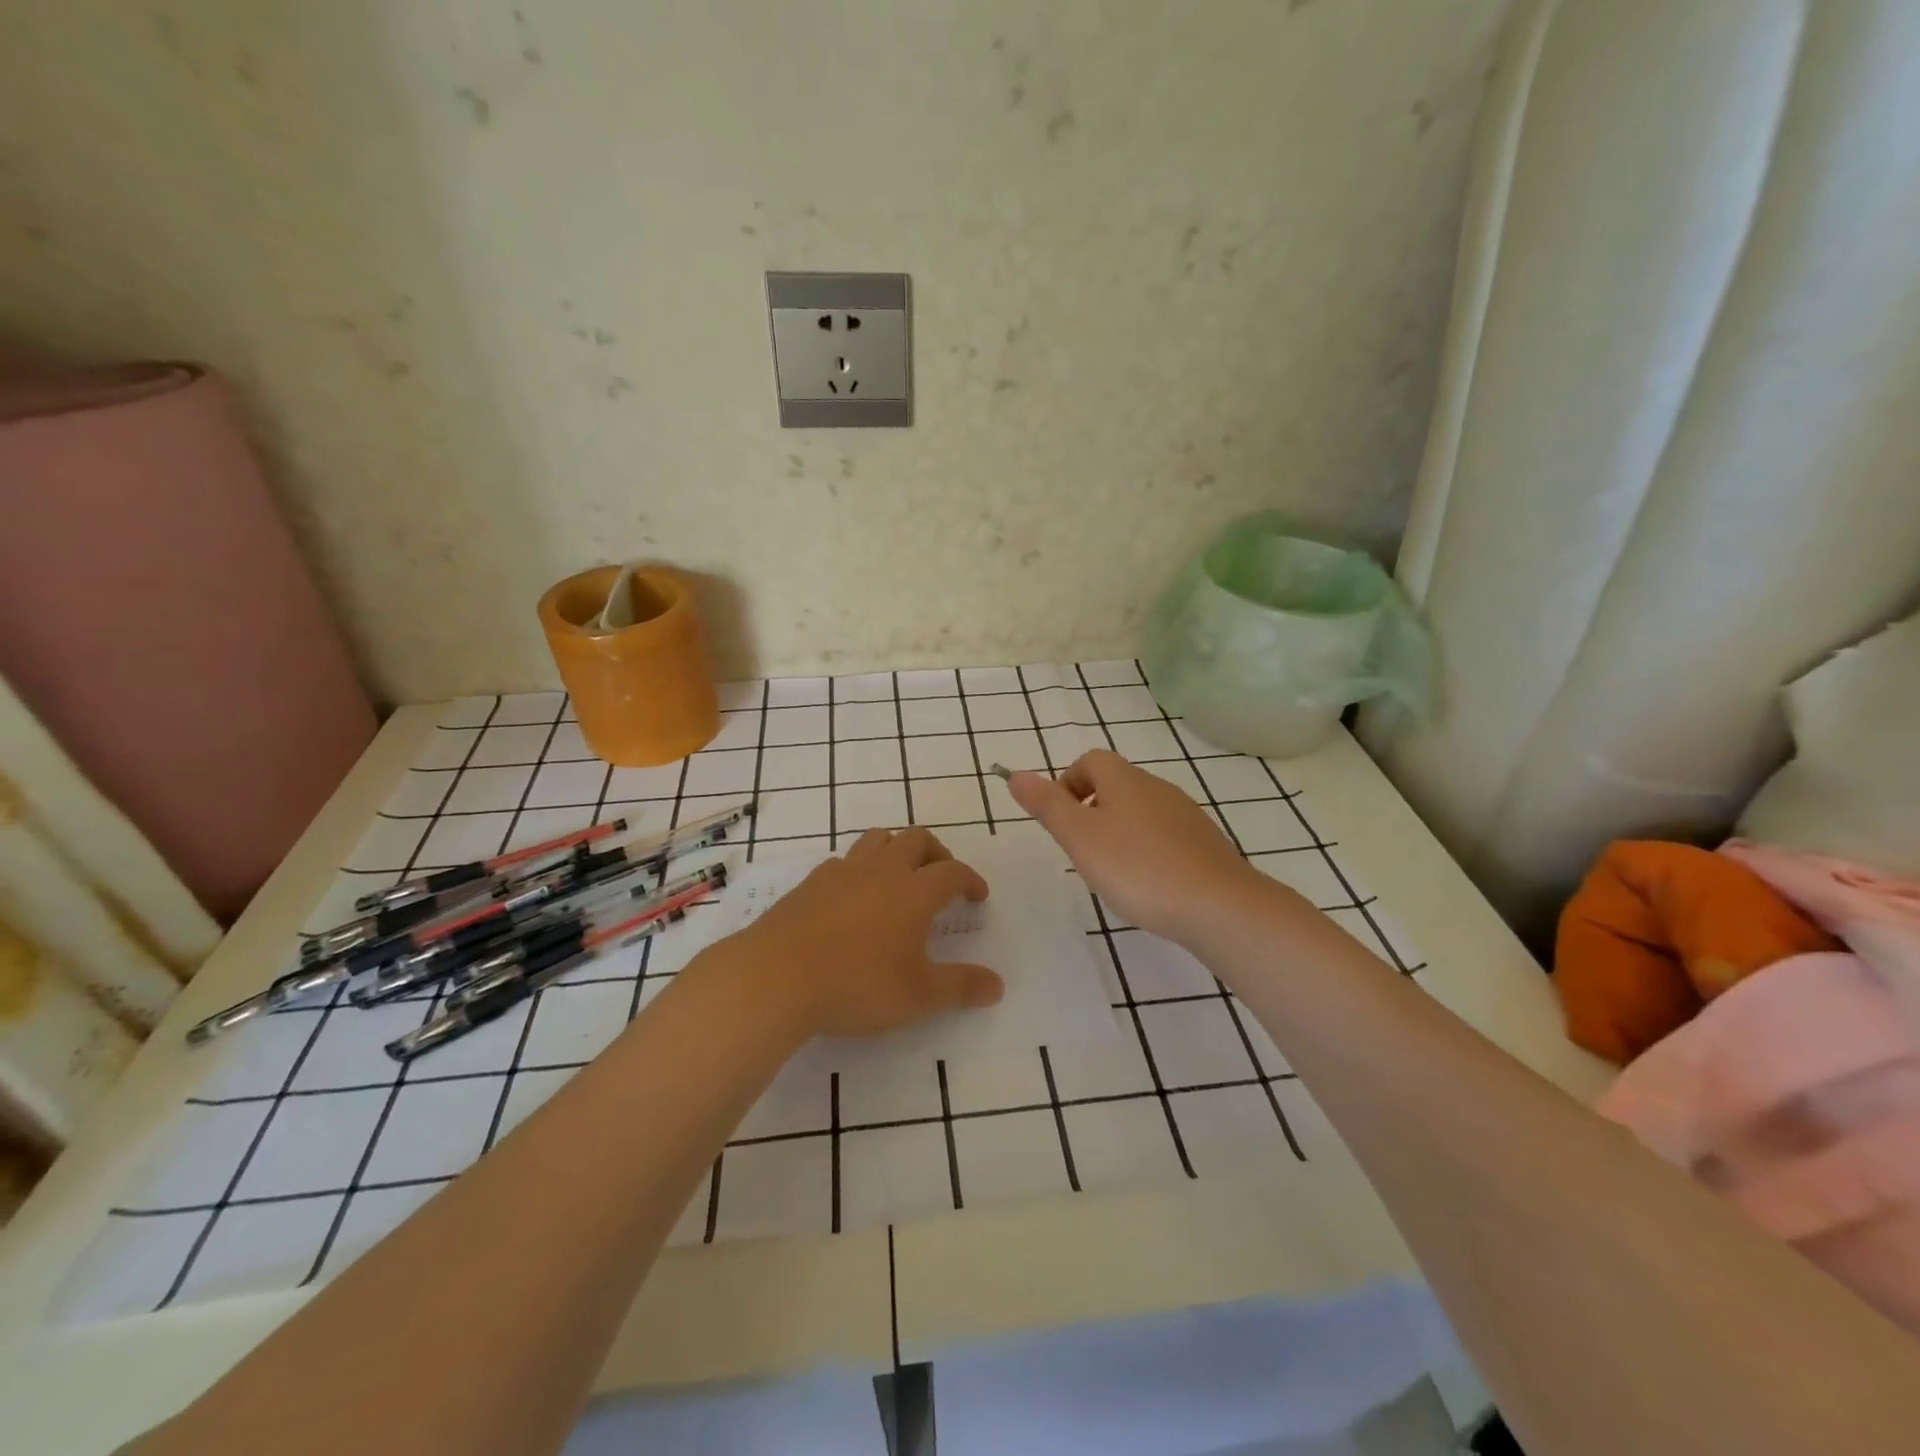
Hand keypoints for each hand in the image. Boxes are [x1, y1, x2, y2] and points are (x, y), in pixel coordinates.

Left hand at [710, 827, 1003, 1039]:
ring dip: (897, 848)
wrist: (775, 977)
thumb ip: (961, 987)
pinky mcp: (811, 882)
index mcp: (914, 892)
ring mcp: (843, 872)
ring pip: (878, 839)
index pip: (953, 871)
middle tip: (942, 877)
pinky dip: (860, 867)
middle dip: (937, 852)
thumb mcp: (918, 996)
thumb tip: (998, 986)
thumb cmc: (856, 985)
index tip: (977, 896)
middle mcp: (882, 870)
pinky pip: (844, 860)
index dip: (970, 880)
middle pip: (917, 839)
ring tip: (900, 874)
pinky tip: (854, 894)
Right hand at [1008, 750, 1267, 945]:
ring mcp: (1186, 815)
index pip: (1089, 760)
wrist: (1218, 905)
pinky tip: (1147, 884)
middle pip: (1115, 785)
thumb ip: (1047, 805)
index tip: (1060, 820)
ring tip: (1111, 872)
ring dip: (1119, 831)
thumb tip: (1016, 774)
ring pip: (1140, 811)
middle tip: (1080, 851)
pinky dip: (1147, 851)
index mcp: (1125, 780)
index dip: (1067, 783)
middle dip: (1091, 810)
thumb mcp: (1080, 837)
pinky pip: (1164, 836)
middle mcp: (1157, 788)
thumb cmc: (1137, 867)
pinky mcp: (1205, 844)